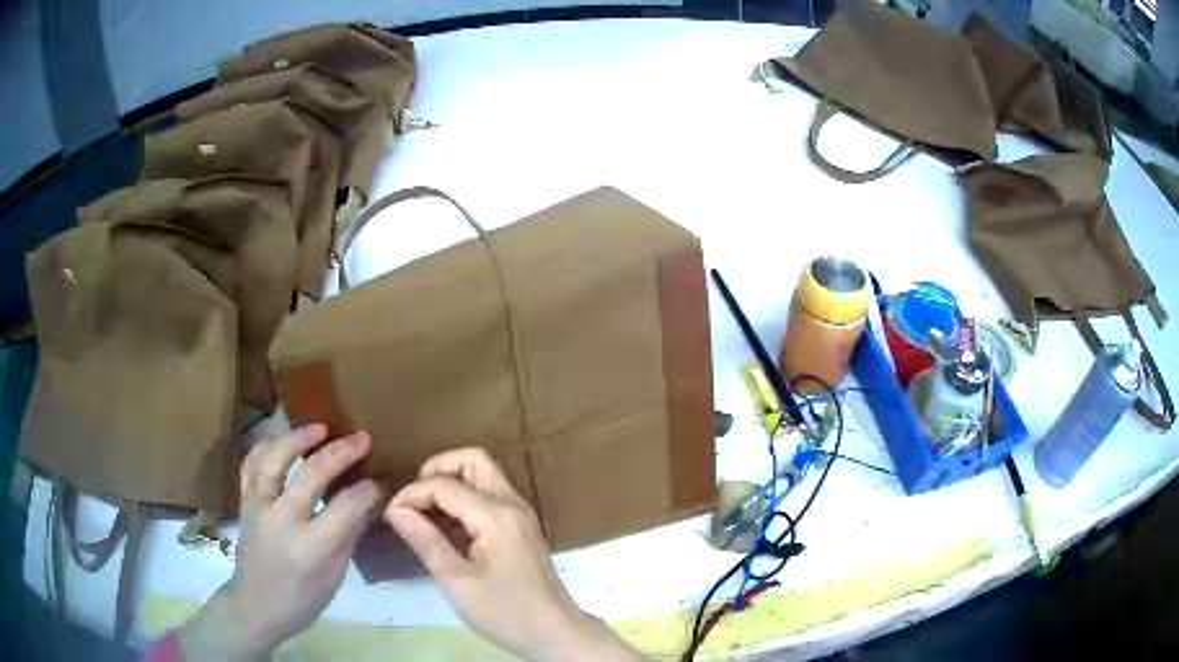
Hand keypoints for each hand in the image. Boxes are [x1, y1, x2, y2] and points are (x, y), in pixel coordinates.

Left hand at [177, 425, 383, 659]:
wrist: (255, 605)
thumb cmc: (302, 599)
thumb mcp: (335, 576)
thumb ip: (350, 535)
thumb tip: (371, 504)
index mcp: (311, 547)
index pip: (345, 506)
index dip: (367, 491)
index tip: (379, 483)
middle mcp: (282, 520)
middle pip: (311, 474)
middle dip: (340, 452)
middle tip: (361, 438)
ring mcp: (259, 506)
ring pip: (274, 459)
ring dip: (298, 438)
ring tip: (319, 427)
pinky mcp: (244, 501)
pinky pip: (251, 464)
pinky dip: (266, 447)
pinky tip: (281, 440)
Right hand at [384, 448, 642, 661]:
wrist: (554, 633)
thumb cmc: (504, 612)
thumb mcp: (456, 581)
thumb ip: (425, 540)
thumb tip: (395, 509)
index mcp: (496, 515)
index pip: (445, 484)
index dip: (412, 494)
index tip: (390, 514)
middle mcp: (512, 504)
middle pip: (473, 460)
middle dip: (437, 470)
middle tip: (414, 500)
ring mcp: (521, 513)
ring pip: (484, 474)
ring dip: (452, 482)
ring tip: (426, 513)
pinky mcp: (522, 526)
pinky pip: (491, 495)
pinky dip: (466, 498)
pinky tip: (448, 527)